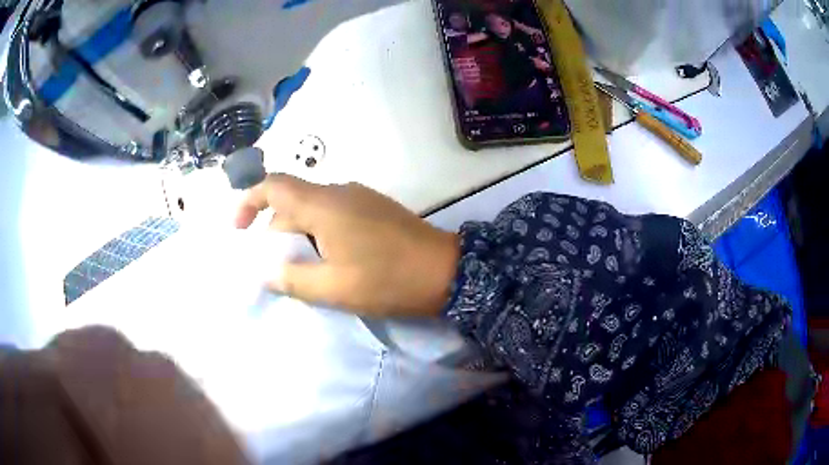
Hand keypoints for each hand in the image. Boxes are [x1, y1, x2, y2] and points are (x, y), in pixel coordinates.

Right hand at [235, 175, 459, 317]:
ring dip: (300, 238)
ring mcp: (359, 198)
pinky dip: (320, 235)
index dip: (249, 201)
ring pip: (313, 210)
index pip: (273, 186)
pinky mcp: (374, 209)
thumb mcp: (333, 288)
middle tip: (280, 270)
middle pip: (292, 202)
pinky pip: (334, 215)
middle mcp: (339, 192)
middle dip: (277, 234)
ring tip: (306, 272)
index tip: (239, 229)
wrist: (447, 271)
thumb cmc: (387, 280)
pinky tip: (331, 262)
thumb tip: (266, 273)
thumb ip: (292, 279)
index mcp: (323, 205)